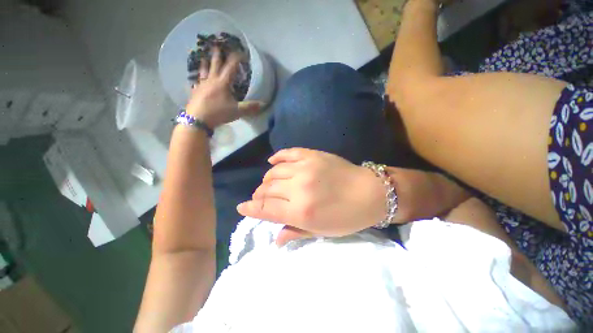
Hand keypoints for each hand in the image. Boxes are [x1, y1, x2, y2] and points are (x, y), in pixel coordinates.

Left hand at [185, 47, 261, 127]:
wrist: (197, 119)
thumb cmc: (218, 113)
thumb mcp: (237, 111)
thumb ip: (250, 107)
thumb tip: (263, 104)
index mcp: (223, 83)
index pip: (231, 67)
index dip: (236, 59)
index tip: (241, 52)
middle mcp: (211, 80)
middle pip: (215, 65)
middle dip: (217, 55)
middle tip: (216, 45)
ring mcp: (201, 85)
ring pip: (203, 71)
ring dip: (205, 63)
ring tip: (203, 57)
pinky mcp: (195, 92)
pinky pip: (196, 82)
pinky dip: (196, 79)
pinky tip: (195, 79)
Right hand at [237, 148, 386, 245]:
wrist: (370, 192)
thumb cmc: (347, 217)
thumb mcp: (321, 231)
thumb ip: (295, 232)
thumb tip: (275, 240)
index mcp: (301, 211)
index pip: (266, 208)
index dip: (251, 208)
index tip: (242, 207)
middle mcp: (298, 188)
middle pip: (267, 189)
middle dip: (259, 195)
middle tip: (259, 198)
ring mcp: (305, 168)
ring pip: (274, 172)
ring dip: (267, 179)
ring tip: (268, 184)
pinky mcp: (312, 155)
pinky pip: (287, 153)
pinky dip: (277, 157)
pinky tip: (272, 162)